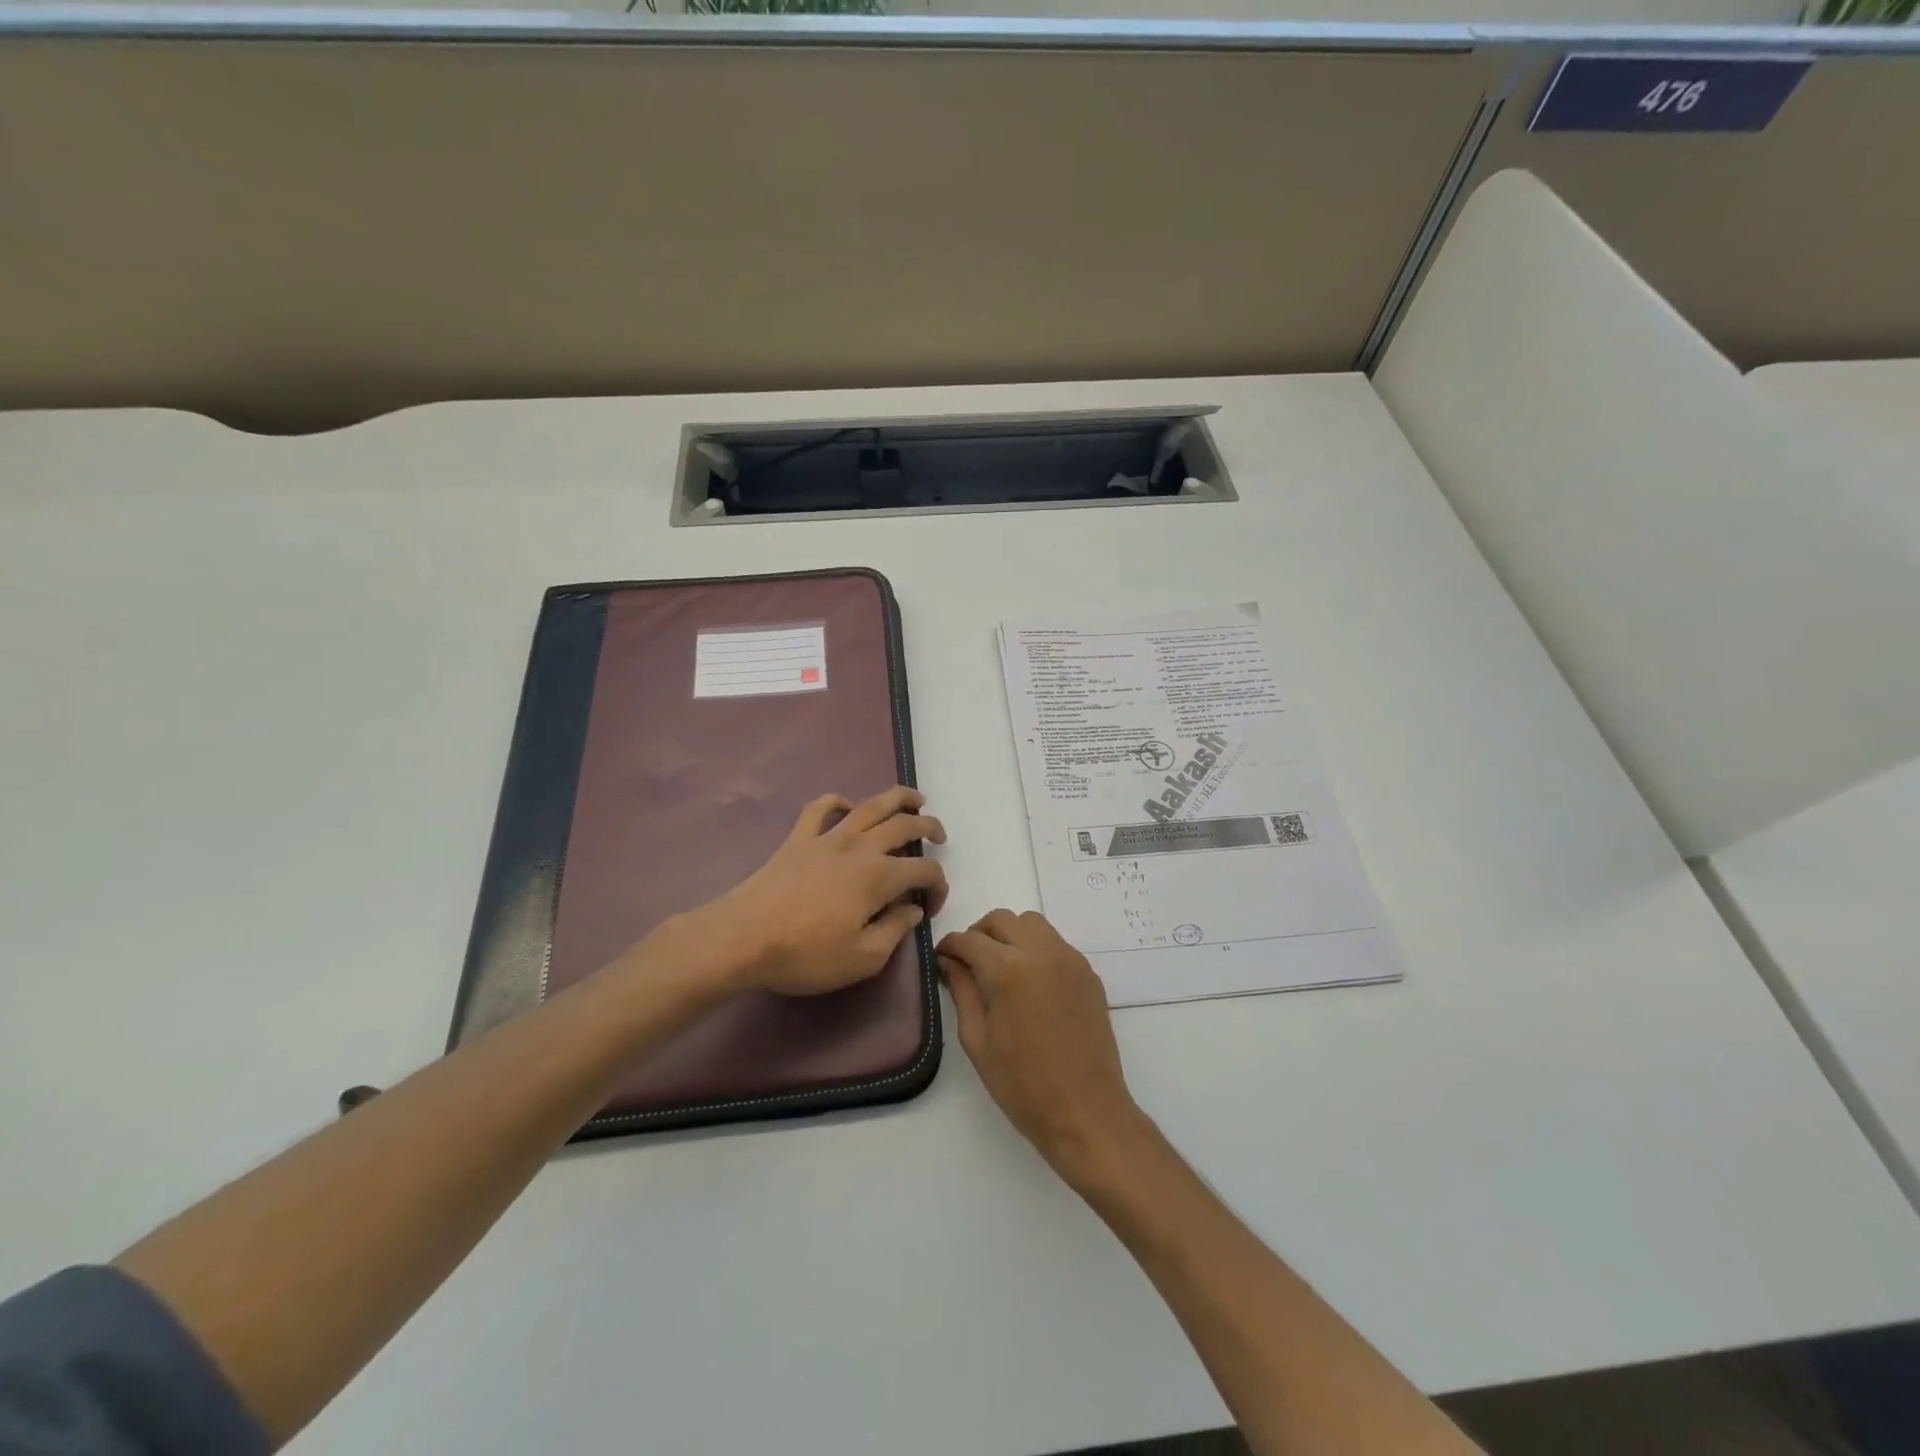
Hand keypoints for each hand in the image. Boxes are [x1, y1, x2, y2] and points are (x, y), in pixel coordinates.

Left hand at [688, 786, 947, 996]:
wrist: (743, 938)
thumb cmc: (805, 954)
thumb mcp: (862, 958)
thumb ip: (895, 930)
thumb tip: (913, 908)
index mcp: (879, 876)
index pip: (924, 870)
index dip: (938, 885)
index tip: (932, 906)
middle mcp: (860, 847)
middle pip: (904, 825)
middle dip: (929, 827)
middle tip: (939, 836)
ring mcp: (827, 837)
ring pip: (870, 805)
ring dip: (898, 798)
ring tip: (915, 799)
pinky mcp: (798, 838)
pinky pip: (820, 808)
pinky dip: (837, 801)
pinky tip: (845, 807)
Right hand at [937, 910, 1146, 1184]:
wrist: (1086, 1112)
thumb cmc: (1023, 1085)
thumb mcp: (978, 1041)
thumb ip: (962, 991)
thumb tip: (950, 961)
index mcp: (1008, 970)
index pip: (969, 939)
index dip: (949, 946)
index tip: (941, 959)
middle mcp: (1041, 952)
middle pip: (1002, 920)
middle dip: (979, 934)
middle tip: (968, 962)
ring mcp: (1069, 959)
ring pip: (1032, 923)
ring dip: (1010, 935)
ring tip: (1001, 967)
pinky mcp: (1088, 973)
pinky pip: (1055, 943)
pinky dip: (1036, 948)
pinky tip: (1030, 982)